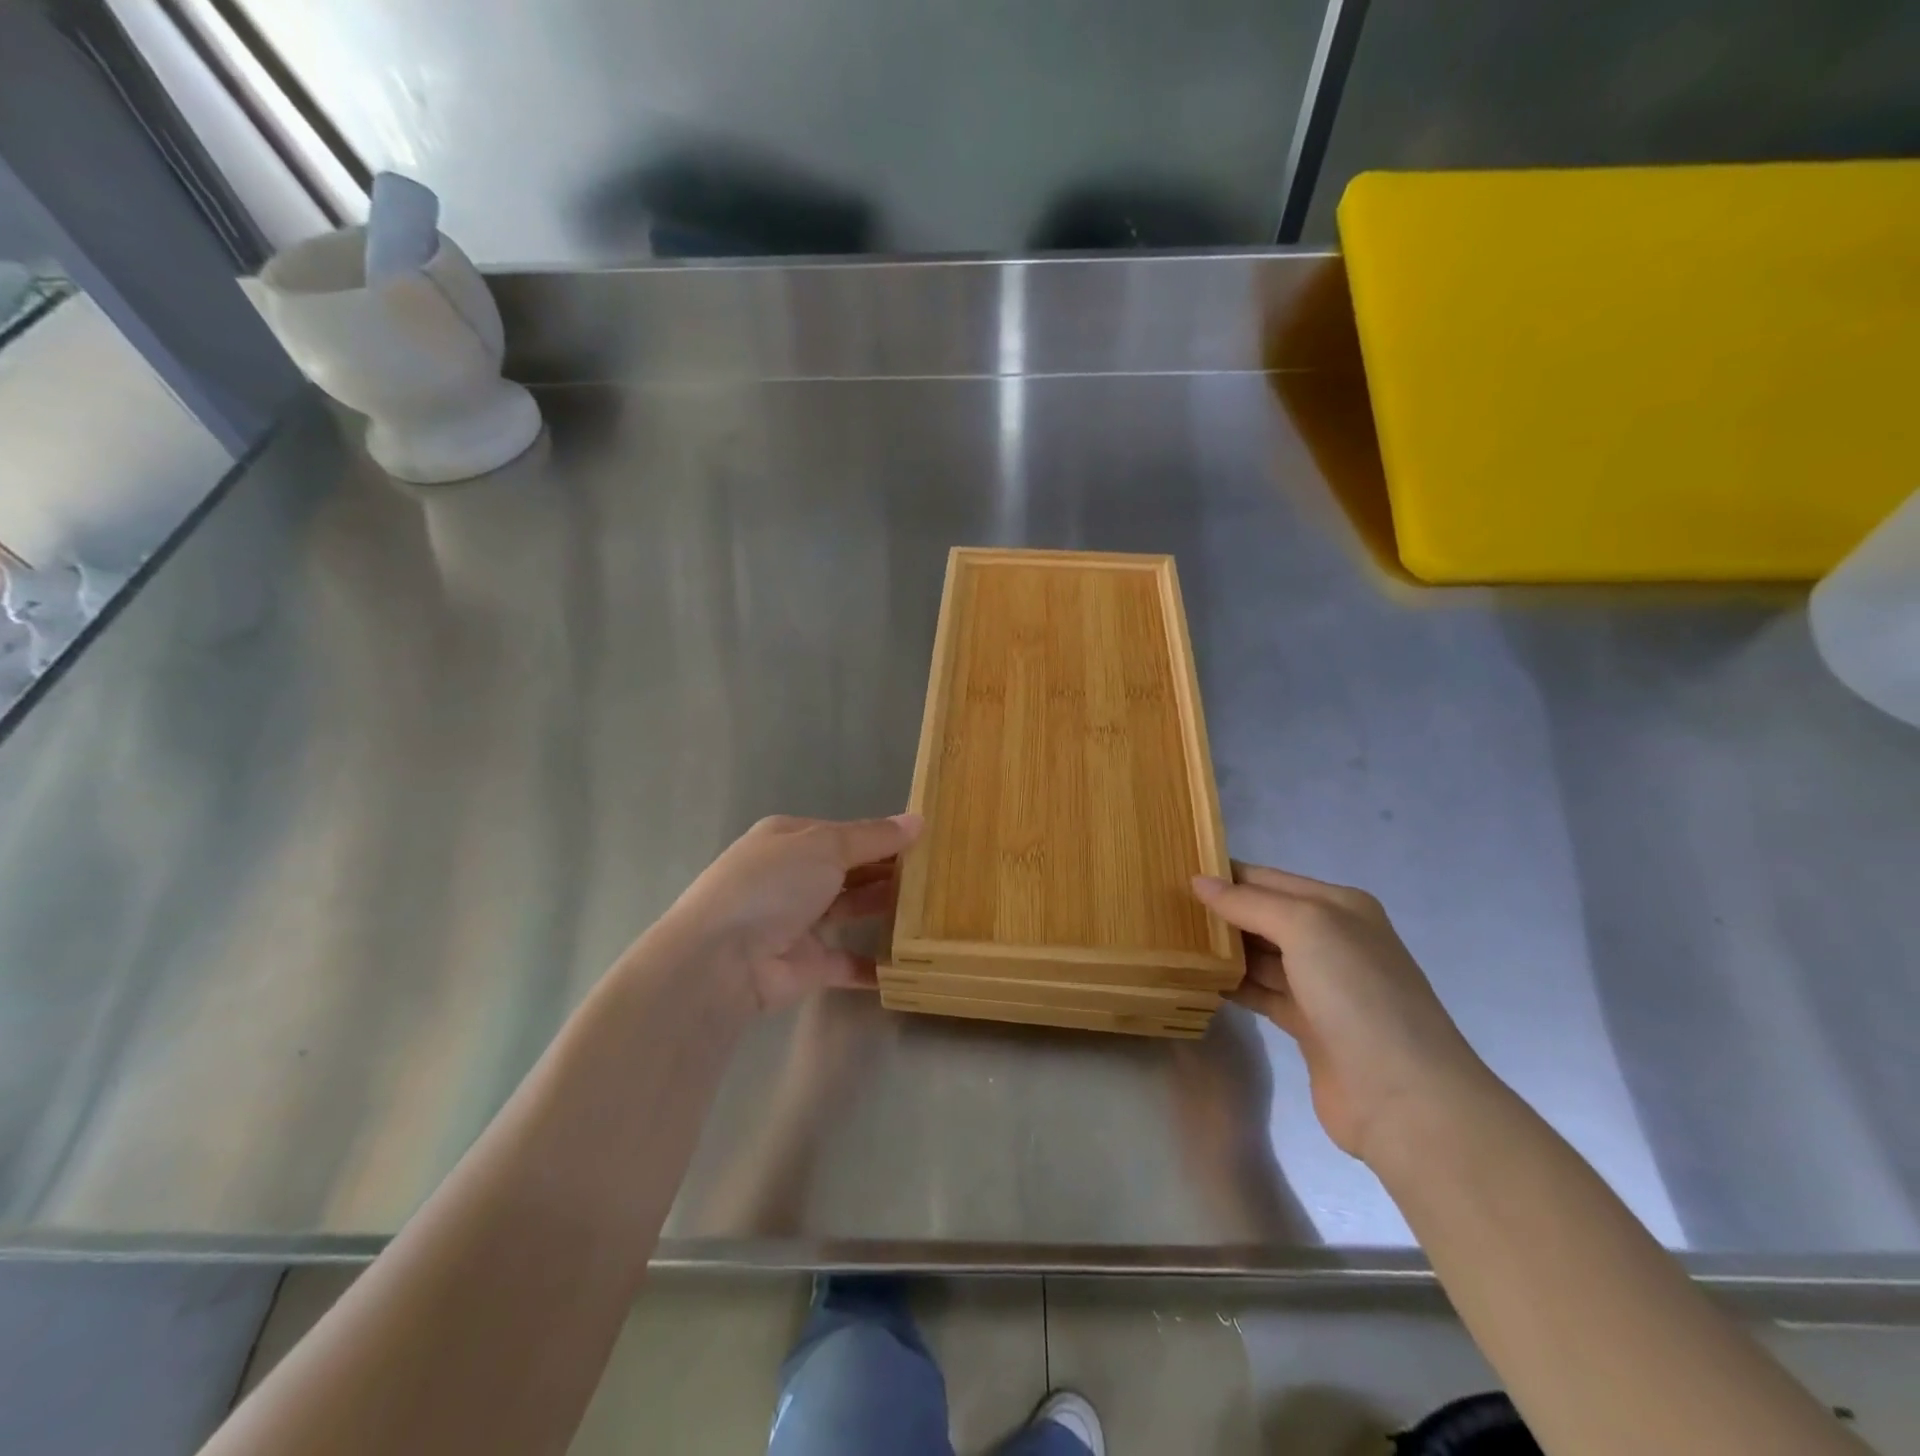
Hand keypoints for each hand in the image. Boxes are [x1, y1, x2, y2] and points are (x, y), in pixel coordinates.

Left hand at [662, 813, 922, 1013]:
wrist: (722, 961)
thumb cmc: (772, 885)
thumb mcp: (824, 846)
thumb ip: (873, 837)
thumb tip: (918, 820)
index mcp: (789, 839)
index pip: (843, 833)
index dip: (882, 836)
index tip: (925, 841)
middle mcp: (791, 877)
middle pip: (848, 870)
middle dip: (887, 871)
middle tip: (938, 874)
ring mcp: (797, 922)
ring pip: (850, 910)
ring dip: (885, 909)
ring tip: (933, 907)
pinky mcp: (806, 965)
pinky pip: (847, 962)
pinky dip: (874, 964)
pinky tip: (910, 961)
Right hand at [1193, 865, 1493, 1165]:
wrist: (1404, 1097)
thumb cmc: (1356, 994)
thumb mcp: (1305, 927)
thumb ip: (1250, 902)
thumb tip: (1199, 881)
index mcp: (1339, 907)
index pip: (1269, 879)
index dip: (1225, 875)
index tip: (1175, 872)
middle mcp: (1333, 940)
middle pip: (1263, 915)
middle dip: (1220, 911)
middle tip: (1164, 907)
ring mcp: (1322, 985)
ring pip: (1260, 955)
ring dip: (1222, 948)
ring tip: (1171, 939)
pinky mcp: (1309, 1025)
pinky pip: (1261, 992)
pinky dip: (1232, 984)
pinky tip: (1197, 978)